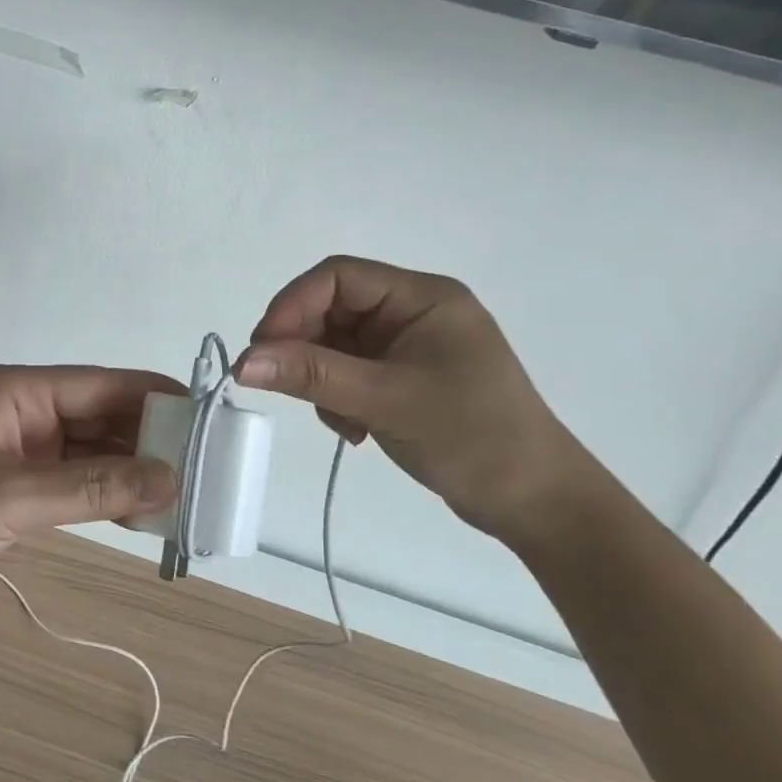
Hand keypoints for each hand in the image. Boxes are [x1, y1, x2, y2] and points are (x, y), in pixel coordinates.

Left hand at [0, 365, 183, 612]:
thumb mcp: (13, 497)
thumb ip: (92, 487)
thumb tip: (170, 477)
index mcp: (17, 391)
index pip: (100, 385)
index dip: (153, 397)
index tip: (205, 415)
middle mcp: (21, 412)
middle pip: (97, 417)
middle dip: (146, 439)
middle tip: (203, 466)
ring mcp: (15, 449)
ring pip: (86, 452)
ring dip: (126, 471)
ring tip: (182, 493)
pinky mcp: (9, 485)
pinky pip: (68, 481)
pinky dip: (100, 494)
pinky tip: (138, 513)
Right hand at [238, 257, 599, 541]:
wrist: (539, 505)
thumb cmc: (473, 438)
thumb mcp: (386, 401)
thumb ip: (313, 376)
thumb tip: (243, 362)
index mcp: (423, 297)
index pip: (338, 276)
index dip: (293, 305)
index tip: (263, 348)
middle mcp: (414, 311)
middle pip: (333, 309)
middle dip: (306, 348)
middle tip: (284, 386)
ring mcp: (409, 345)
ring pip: (335, 343)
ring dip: (322, 380)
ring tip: (340, 422)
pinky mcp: (405, 376)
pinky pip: (350, 371)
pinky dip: (338, 397)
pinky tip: (354, 431)